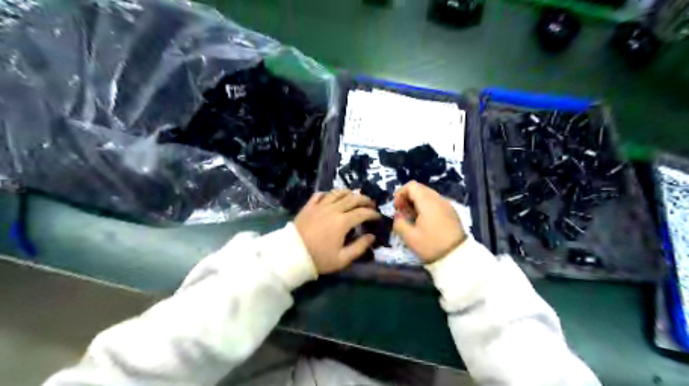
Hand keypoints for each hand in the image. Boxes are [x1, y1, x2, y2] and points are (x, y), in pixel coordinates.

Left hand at [293, 190, 378, 273]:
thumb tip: (372, 237)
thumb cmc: (319, 258)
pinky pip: (321, 194)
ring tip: (355, 196)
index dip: (372, 214)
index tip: (377, 217)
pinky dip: (329, 193)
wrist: (292, 254)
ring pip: (337, 193)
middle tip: (371, 204)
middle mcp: (333, 209)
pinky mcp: (309, 206)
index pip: (363, 213)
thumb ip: (359, 247)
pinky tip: (332, 197)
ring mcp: (320, 205)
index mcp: (343, 222)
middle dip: (365, 200)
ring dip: (349, 193)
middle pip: (353, 198)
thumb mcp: (342, 259)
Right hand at [390, 183, 464, 263]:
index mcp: (427, 201)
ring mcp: (447, 205)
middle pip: (420, 189)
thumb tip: (398, 215)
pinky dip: (426, 207)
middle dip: (408, 198)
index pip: (411, 186)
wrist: (457, 257)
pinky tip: (424, 222)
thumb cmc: (431, 245)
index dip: (400, 194)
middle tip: (403, 214)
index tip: (397, 208)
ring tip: (412, 219)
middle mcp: (438, 198)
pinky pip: (435, 203)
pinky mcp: (451, 212)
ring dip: (417, 203)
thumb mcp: (409, 237)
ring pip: (428, 196)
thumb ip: (399, 222)